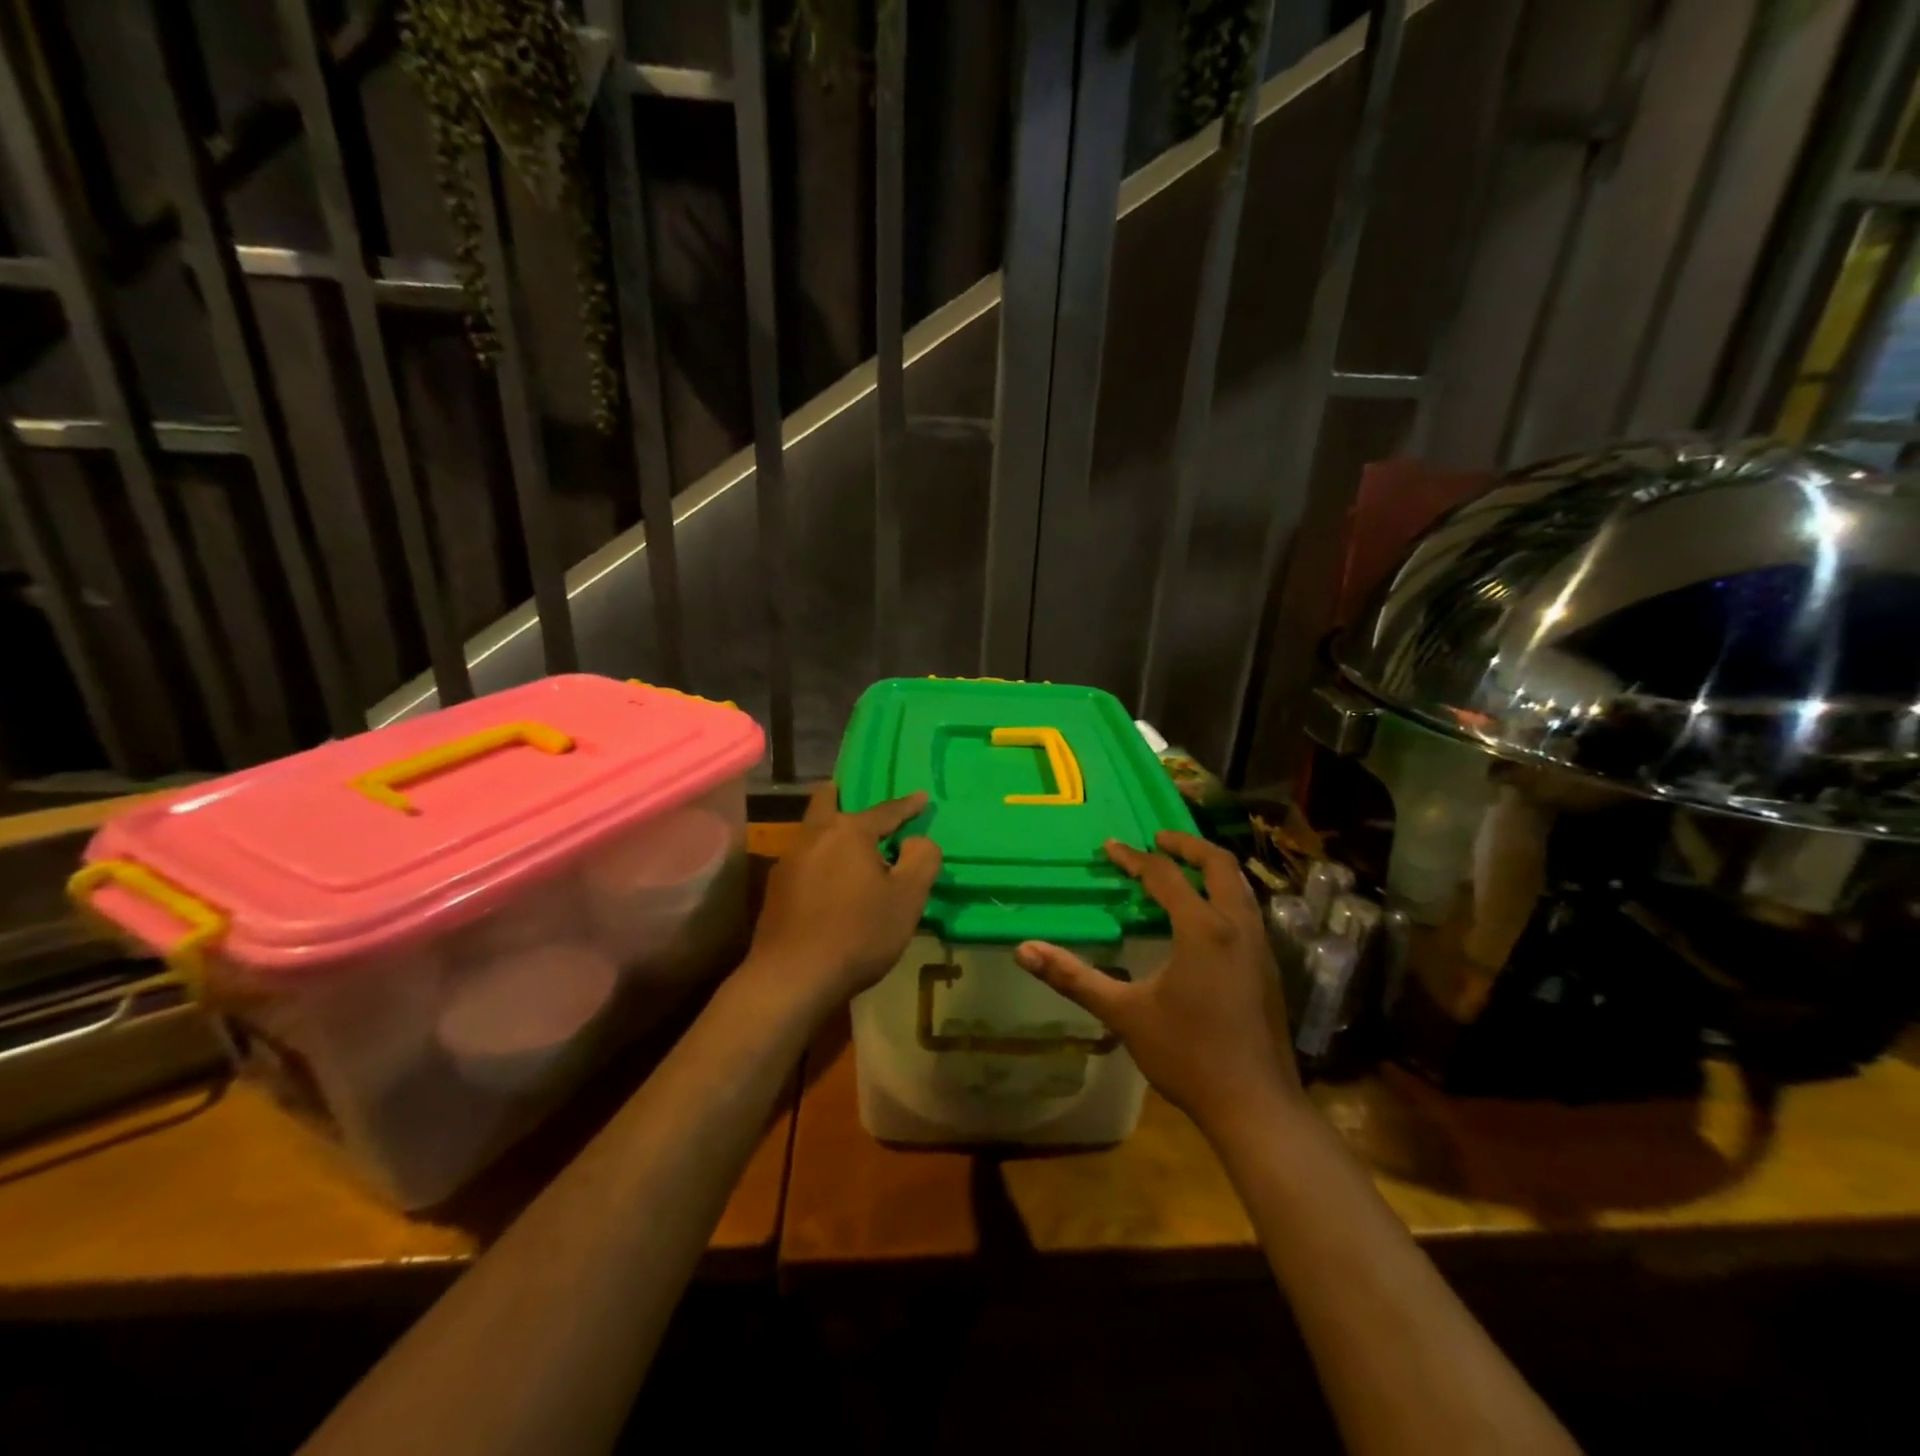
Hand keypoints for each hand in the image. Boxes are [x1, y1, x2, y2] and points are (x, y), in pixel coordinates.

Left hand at [742, 783, 942, 1013]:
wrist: (792, 978)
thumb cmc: (858, 933)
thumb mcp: (907, 899)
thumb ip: (921, 861)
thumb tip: (918, 841)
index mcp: (849, 832)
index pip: (885, 811)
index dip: (907, 806)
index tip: (921, 798)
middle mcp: (814, 836)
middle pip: (827, 803)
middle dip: (843, 796)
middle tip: (857, 800)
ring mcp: (788, 862)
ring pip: (812, 832)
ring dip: (830, 832)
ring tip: (848, 847)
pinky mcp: (775, 889)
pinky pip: (803, 860)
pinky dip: (819, 861)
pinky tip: (827, 882)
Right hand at [1013, 831, 1301, 1134]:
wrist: (1257, 1107)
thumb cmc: (1188, 1055)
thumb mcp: (1124, 1014)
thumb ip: (1074, 977)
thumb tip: (1024, 950)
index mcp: (1203, 929)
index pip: (1165, 876)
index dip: (1134, 859)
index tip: (1109, 847)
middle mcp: (1237, 926)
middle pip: (1219, 865)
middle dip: (1187, 845)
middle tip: (1157, 838)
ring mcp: (1260, 946)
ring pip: (1240, 887)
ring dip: (1211, 868)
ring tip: (1182, 868)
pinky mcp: (1269, 967)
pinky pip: (1247, 910)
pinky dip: (1224, 894)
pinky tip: (1205, 917)